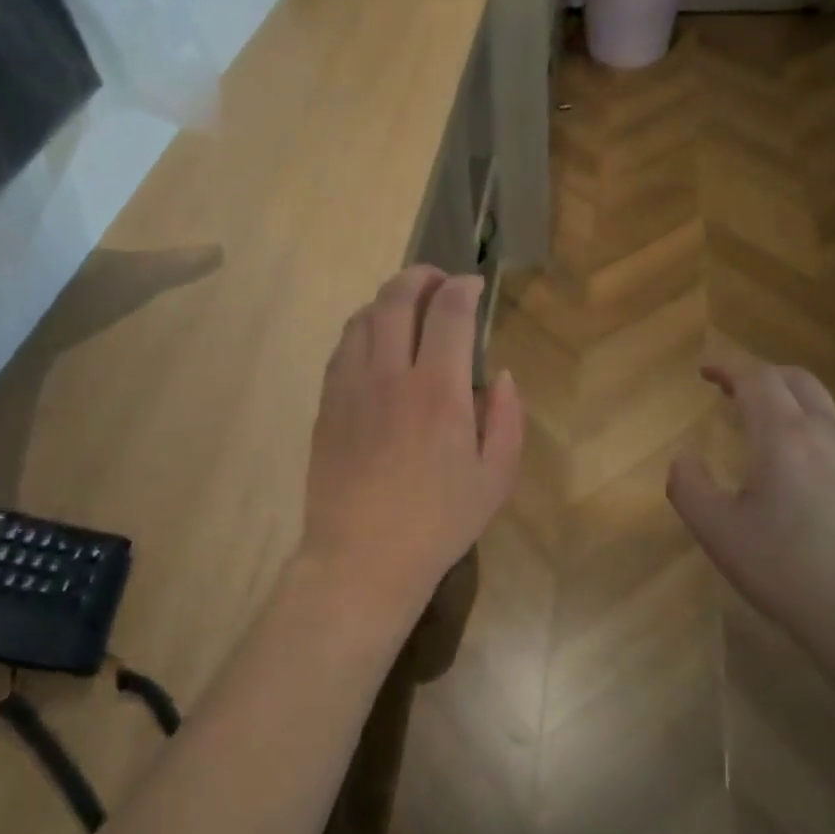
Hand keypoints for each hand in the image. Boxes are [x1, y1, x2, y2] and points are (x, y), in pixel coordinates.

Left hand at [300, 267, 522, 626]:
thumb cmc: (438, 522)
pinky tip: (374, 342)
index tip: (473, 285)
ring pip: (363, 317)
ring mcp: (350, 387)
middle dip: (420, 277)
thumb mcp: (496, 478)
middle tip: (437, 280)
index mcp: (438, 391)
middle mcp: (390, 375)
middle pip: (397, 298)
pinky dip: (362, 329)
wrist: (362, 556)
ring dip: (387, 299)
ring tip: (406, 307)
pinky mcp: (327, 404)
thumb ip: (507, 419)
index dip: (462, 287)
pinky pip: (342, 348)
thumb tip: (500, 377)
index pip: (448, 312)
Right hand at [667, 361, 834, 658]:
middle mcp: (827, 433)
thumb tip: (682, 456)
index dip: (728, 367)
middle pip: (795, 380)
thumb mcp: (719, 533)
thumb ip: (689, 486)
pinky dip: (812, 428)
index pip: (756, 379)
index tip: (705, 371)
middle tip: (732, 390)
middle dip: (760, 375)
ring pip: (824, 406)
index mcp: (783, 437)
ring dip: (789, 401)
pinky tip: (803, 466)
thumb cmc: (788, 571)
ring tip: (764, 425)